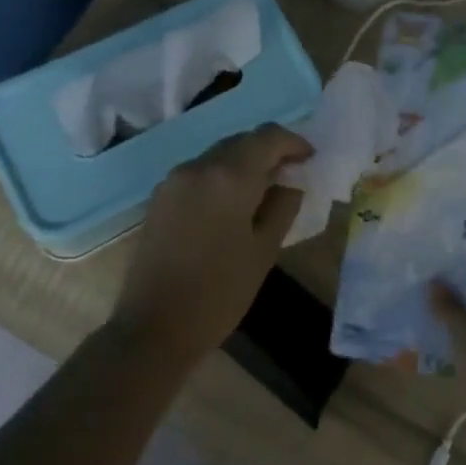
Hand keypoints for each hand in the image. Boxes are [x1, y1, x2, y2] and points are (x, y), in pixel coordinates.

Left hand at [111, 124, 312, 365]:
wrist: (154, 327)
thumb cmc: (219, 292)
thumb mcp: (264, 251)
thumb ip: (282, 207)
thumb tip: (290, 183)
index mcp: (228, 176)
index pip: (267, 137)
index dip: (293, 142)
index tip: (310, 158)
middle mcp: (198, 166)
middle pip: (240, 141)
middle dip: (268, 150)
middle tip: (291, 172)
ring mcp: (174, 180)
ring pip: (218, 155)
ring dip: (243, 162)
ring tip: (264, 189)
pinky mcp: (159, 197)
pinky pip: (199, 172)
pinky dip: (221, 176)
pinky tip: (232, 203)